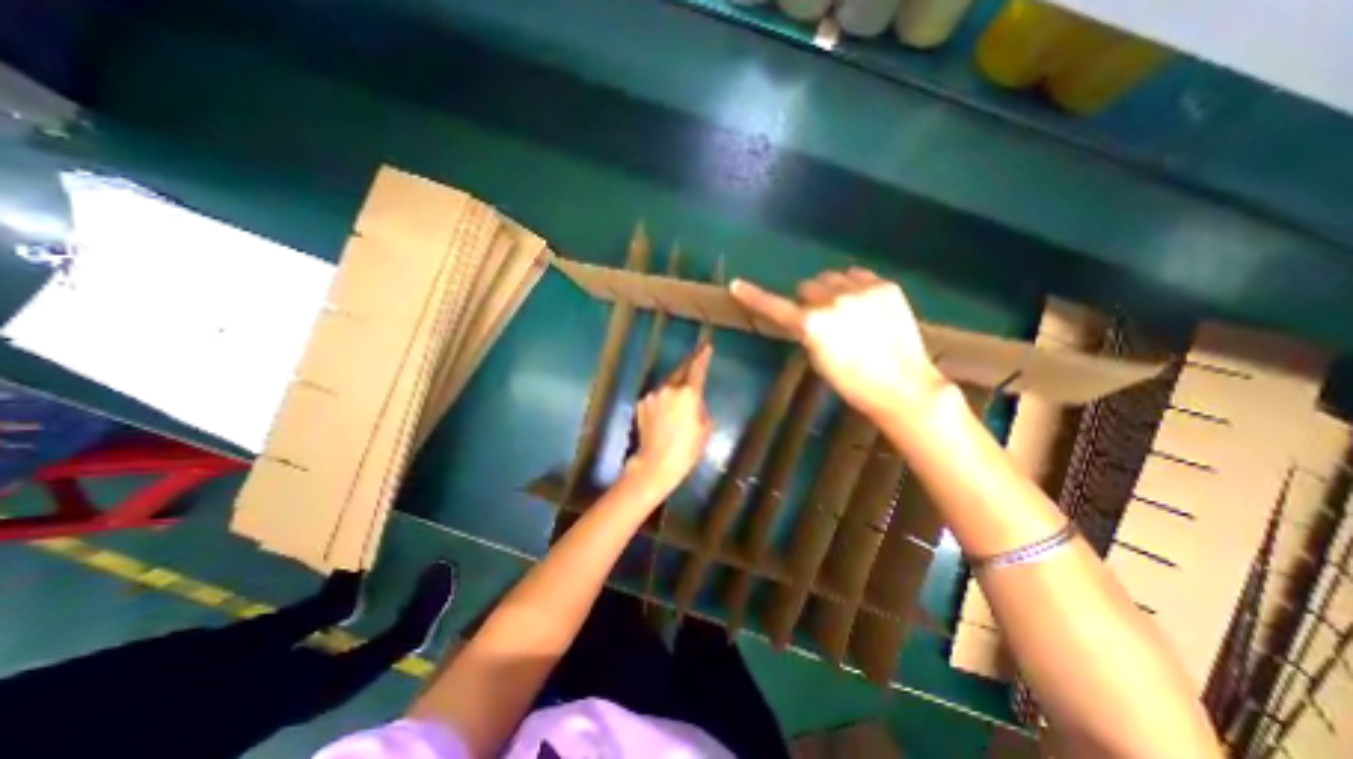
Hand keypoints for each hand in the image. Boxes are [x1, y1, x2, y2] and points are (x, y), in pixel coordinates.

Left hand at [633, 341, 718, 491]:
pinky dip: (662, 401)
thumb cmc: (686, 450)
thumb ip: (702, 410)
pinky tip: (664, 415)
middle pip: (680, 372)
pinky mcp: (641, 404)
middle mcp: (669, 389)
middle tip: (694, 368)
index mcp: (689, 394)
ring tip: (678, 405)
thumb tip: (696, 404)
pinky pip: (656, 397)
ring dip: (673, 389)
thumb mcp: (705, 430)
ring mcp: (653, 396)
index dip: (703, 357)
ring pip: (667, 386)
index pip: (697, 369)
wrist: (655, 464)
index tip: (706, 347)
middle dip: (688, 370)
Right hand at [737, 265, 942, 421]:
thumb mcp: (818, 360)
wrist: (902, 385)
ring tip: (848, 312)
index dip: (753, 296)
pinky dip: (855, 287)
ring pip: (833, 278)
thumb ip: (806, 332)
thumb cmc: (852, 383)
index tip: (736, 285)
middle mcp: (834, 300)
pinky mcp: (885, 287)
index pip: (775, 306)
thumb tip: (805, 316)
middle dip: (809, 300)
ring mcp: (862, 290)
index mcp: (813, 324)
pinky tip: (866, 306)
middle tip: (823, 319)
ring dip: (832, 291)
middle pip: (808, 286)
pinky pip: (859, 276)